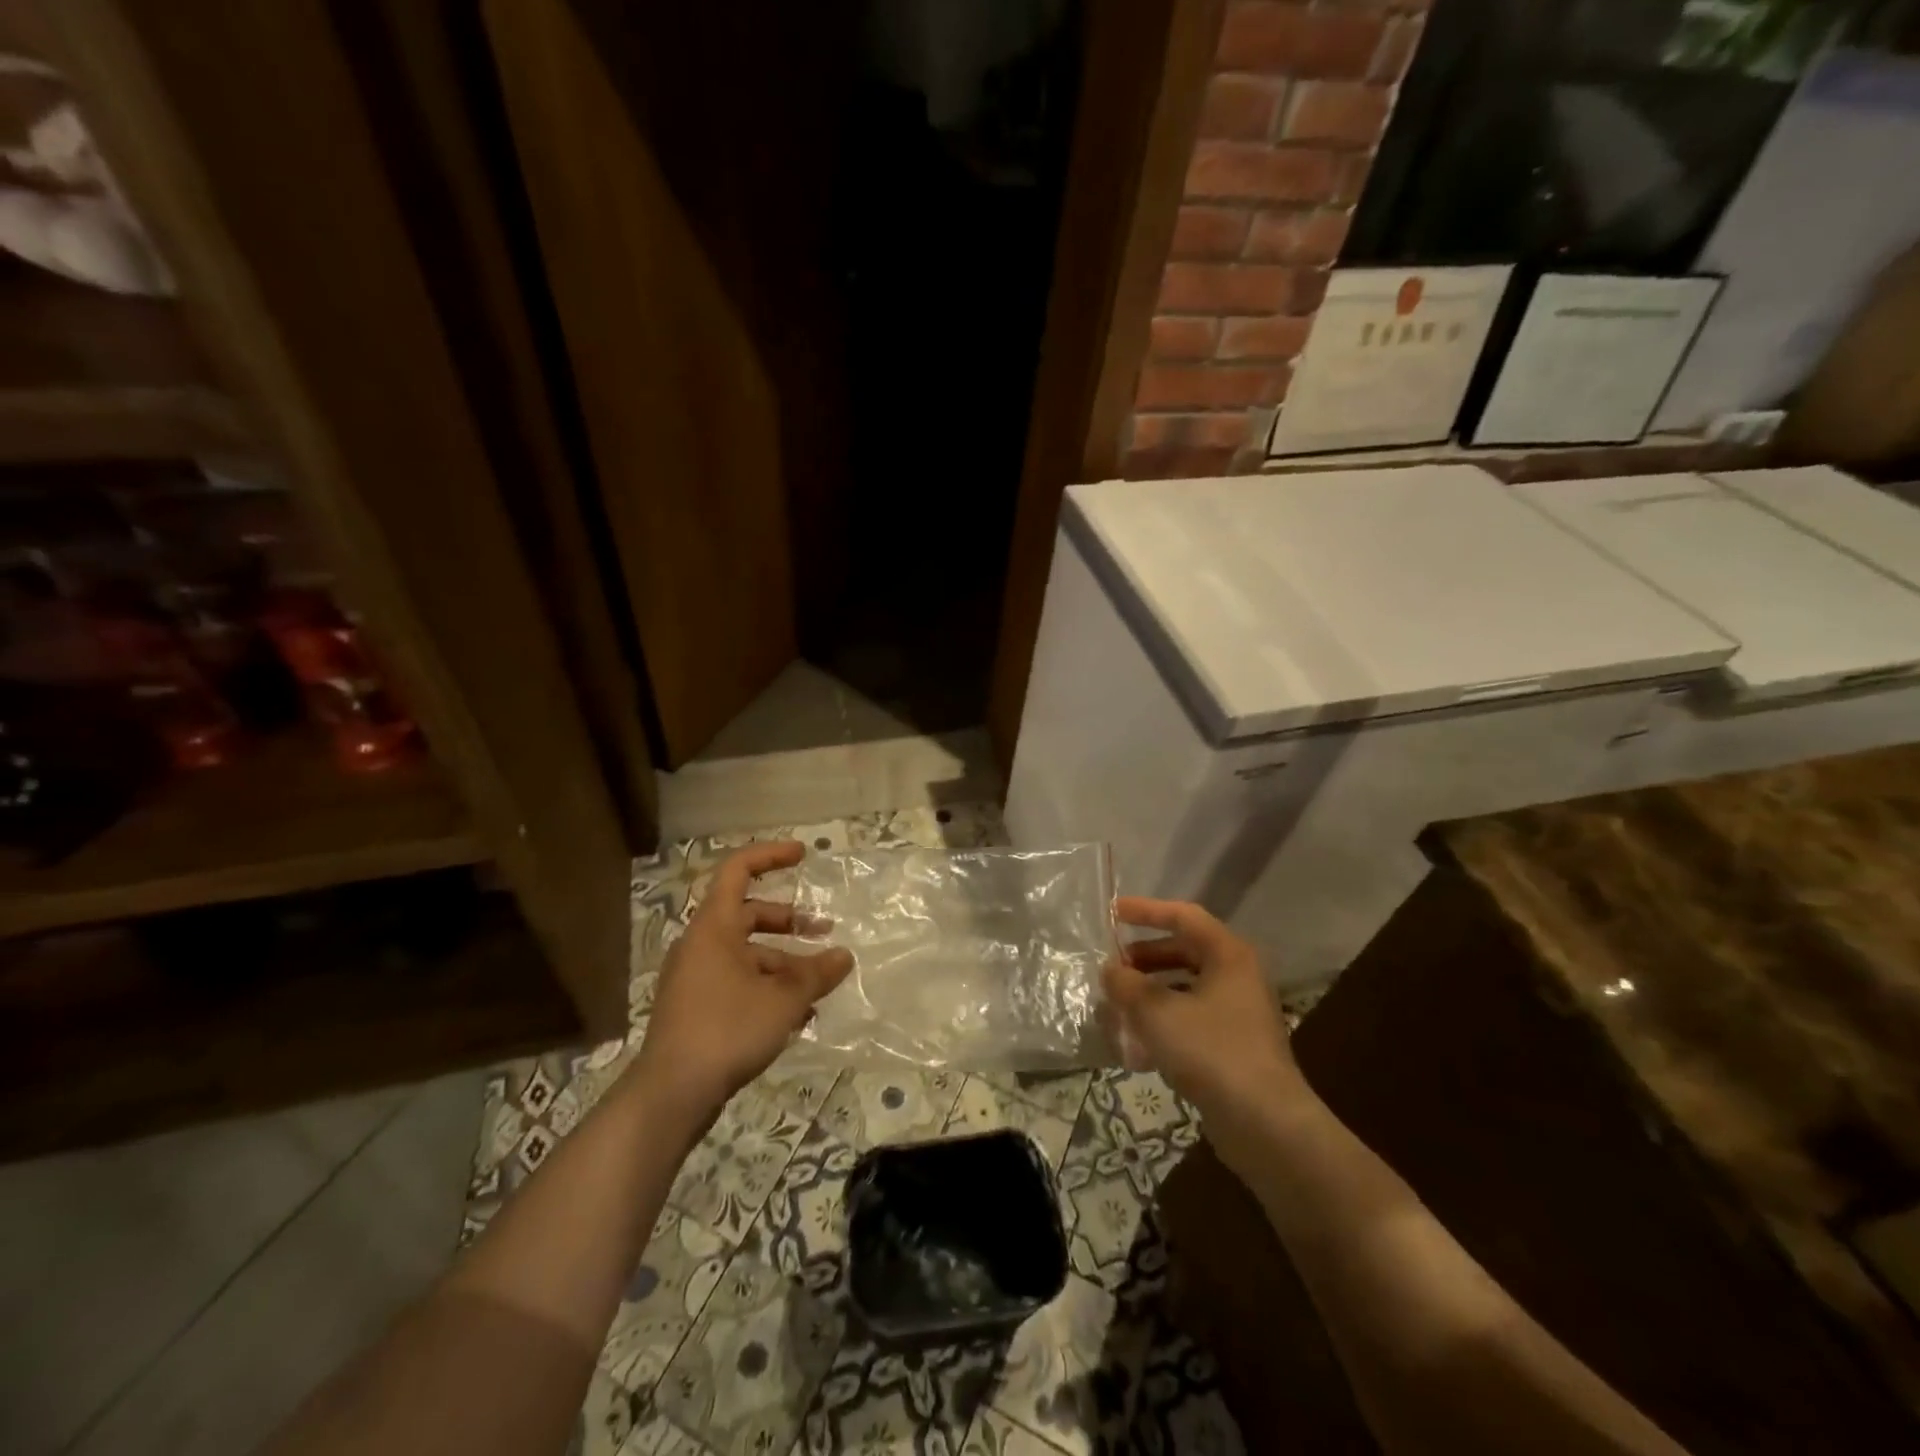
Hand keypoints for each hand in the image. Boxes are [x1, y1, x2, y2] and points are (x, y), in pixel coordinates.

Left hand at [634, 841, 853, 1124]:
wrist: (671, 1094)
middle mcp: (701, 945)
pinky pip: (738, 981)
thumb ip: (816, 974)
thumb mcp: (783, 999)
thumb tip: (844, 956)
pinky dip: (767, 986)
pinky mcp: (696, 1008)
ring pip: (746, 953)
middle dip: (789, 920)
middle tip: (823, 930)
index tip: (804, 855)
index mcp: (714, 927)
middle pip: (748, 914)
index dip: (771, 855)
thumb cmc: (727, 1029)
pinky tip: (796, 1014)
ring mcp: (696, 978)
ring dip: (784, 960)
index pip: (738, 870)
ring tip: (818, 983)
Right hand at [1103, 896, 1308, 1124]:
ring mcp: (1239, 1013)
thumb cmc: (1212, 1052)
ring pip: (1185, 988)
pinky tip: (1135, 1046)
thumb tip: (1110, 970)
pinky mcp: (1234, 1046)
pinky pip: (1191, 1020)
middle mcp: (1238, 976)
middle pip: (1184, 952)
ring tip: (1116, 1007)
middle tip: (1112, 967)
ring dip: (1149, 993)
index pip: (1183, 916)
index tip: (1112, 913)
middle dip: (1144, 958)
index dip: (1146, 911)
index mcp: (1228, 954)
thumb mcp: (1157, 1013)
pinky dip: (1163, 1023)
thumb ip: (1127, 985)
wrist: (1266, 1125)